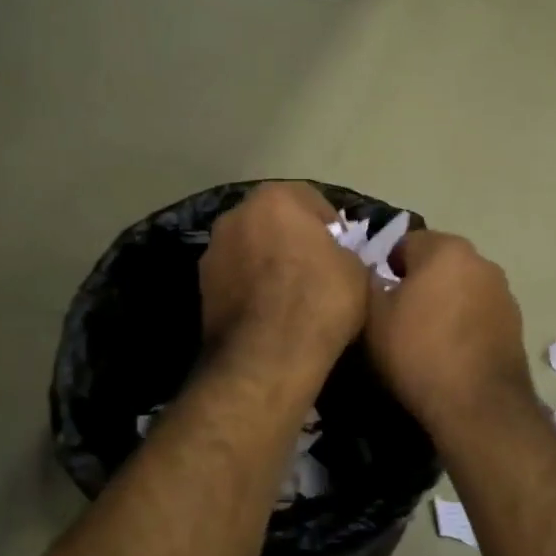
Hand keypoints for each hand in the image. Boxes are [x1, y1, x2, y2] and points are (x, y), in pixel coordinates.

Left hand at [200, 183, 368, 372]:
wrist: (267, 357)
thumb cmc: (319, 301)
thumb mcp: (356, 270)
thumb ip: (344, 251)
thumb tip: (335, 258)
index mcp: (276, 198)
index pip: (312, 201)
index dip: (331, 228)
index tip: (343, 252)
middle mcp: (236, 214)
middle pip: (274, 221)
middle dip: (293, 239)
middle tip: (316, 270)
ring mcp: (212, 250)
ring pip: (251, 248)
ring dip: (267, 263)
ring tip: (290, 296)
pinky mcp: (200, 286)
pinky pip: (236, 277)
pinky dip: (251, 288)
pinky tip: (269, 313)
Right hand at [364, 229, 534, 439]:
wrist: (478, 405)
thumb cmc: (418, 352)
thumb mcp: (374, 317)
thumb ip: (369, 283)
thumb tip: (373, 274)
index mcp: (445, 249)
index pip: (407, 242)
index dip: (388, 267)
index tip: (379, 296)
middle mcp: (481, 261)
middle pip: (438, 262)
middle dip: (419, 282)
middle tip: (399, 316)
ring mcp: (503, 292)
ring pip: (462, 287)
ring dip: (445, 301)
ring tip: (427, 337)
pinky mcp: (516, 322)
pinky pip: (479, 312)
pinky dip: (465, 322)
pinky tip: (453, 352)